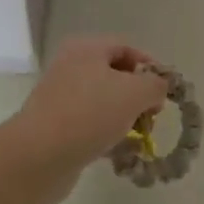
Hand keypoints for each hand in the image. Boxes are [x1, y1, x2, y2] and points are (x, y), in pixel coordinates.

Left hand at [10, 37, 171, 202]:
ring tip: (138, 138)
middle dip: (139, 96)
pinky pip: (90, 125)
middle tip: (152, 116)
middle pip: (115, 75)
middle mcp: (71, 67)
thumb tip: (158, 88)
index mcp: (86, 49)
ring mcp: (61, 98)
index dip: (150, 66)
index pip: (126, 48)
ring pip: (104, 103)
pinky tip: (119, 154)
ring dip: (125, 119)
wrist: (39, 156)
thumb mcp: (136, 92)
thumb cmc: (90, 113)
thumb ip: (155, 85)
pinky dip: (107, 136)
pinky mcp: (56, 127)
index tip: (165, 91)